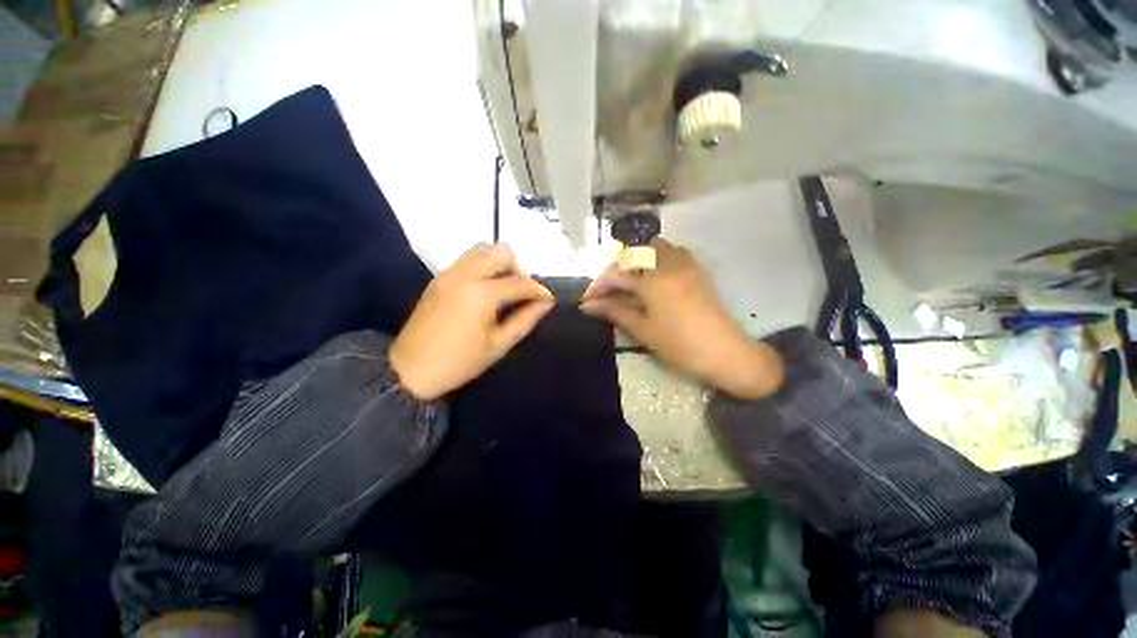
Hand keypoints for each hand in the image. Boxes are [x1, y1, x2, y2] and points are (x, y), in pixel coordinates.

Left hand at [391, 244, 554, 400]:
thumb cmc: (460, 362)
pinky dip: (483, 265)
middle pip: (502, 252)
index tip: (549, 300)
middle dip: (519, 270)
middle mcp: (465, 274)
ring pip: (483, 249)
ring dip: (500, 264)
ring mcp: (449, 273)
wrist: (410, 370)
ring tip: (504, 288)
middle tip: (521, 293)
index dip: (539, 290)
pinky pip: (467, 258)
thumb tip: (546, 303)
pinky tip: (485, 289)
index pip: (520, 282)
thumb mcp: (499, 345)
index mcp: (481, 293)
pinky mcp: (439, 277)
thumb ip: (526, 319)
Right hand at [580, 239, 782, 399]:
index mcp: (653, 281)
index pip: (616, 275)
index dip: (598, 286)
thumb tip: (587, 306)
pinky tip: (654, 278)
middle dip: (617, 267)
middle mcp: (669, 265)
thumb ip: (615, 312)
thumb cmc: (680, 345)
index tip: (587, 300)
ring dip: (639, 259)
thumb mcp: (643, 330)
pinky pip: (675, 253)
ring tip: (630, 281)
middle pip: (635, 253)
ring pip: (657, 248)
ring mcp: (687, 265)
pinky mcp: (698, 271)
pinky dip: (658, 259)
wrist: (726, 353)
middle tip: (609, 289)